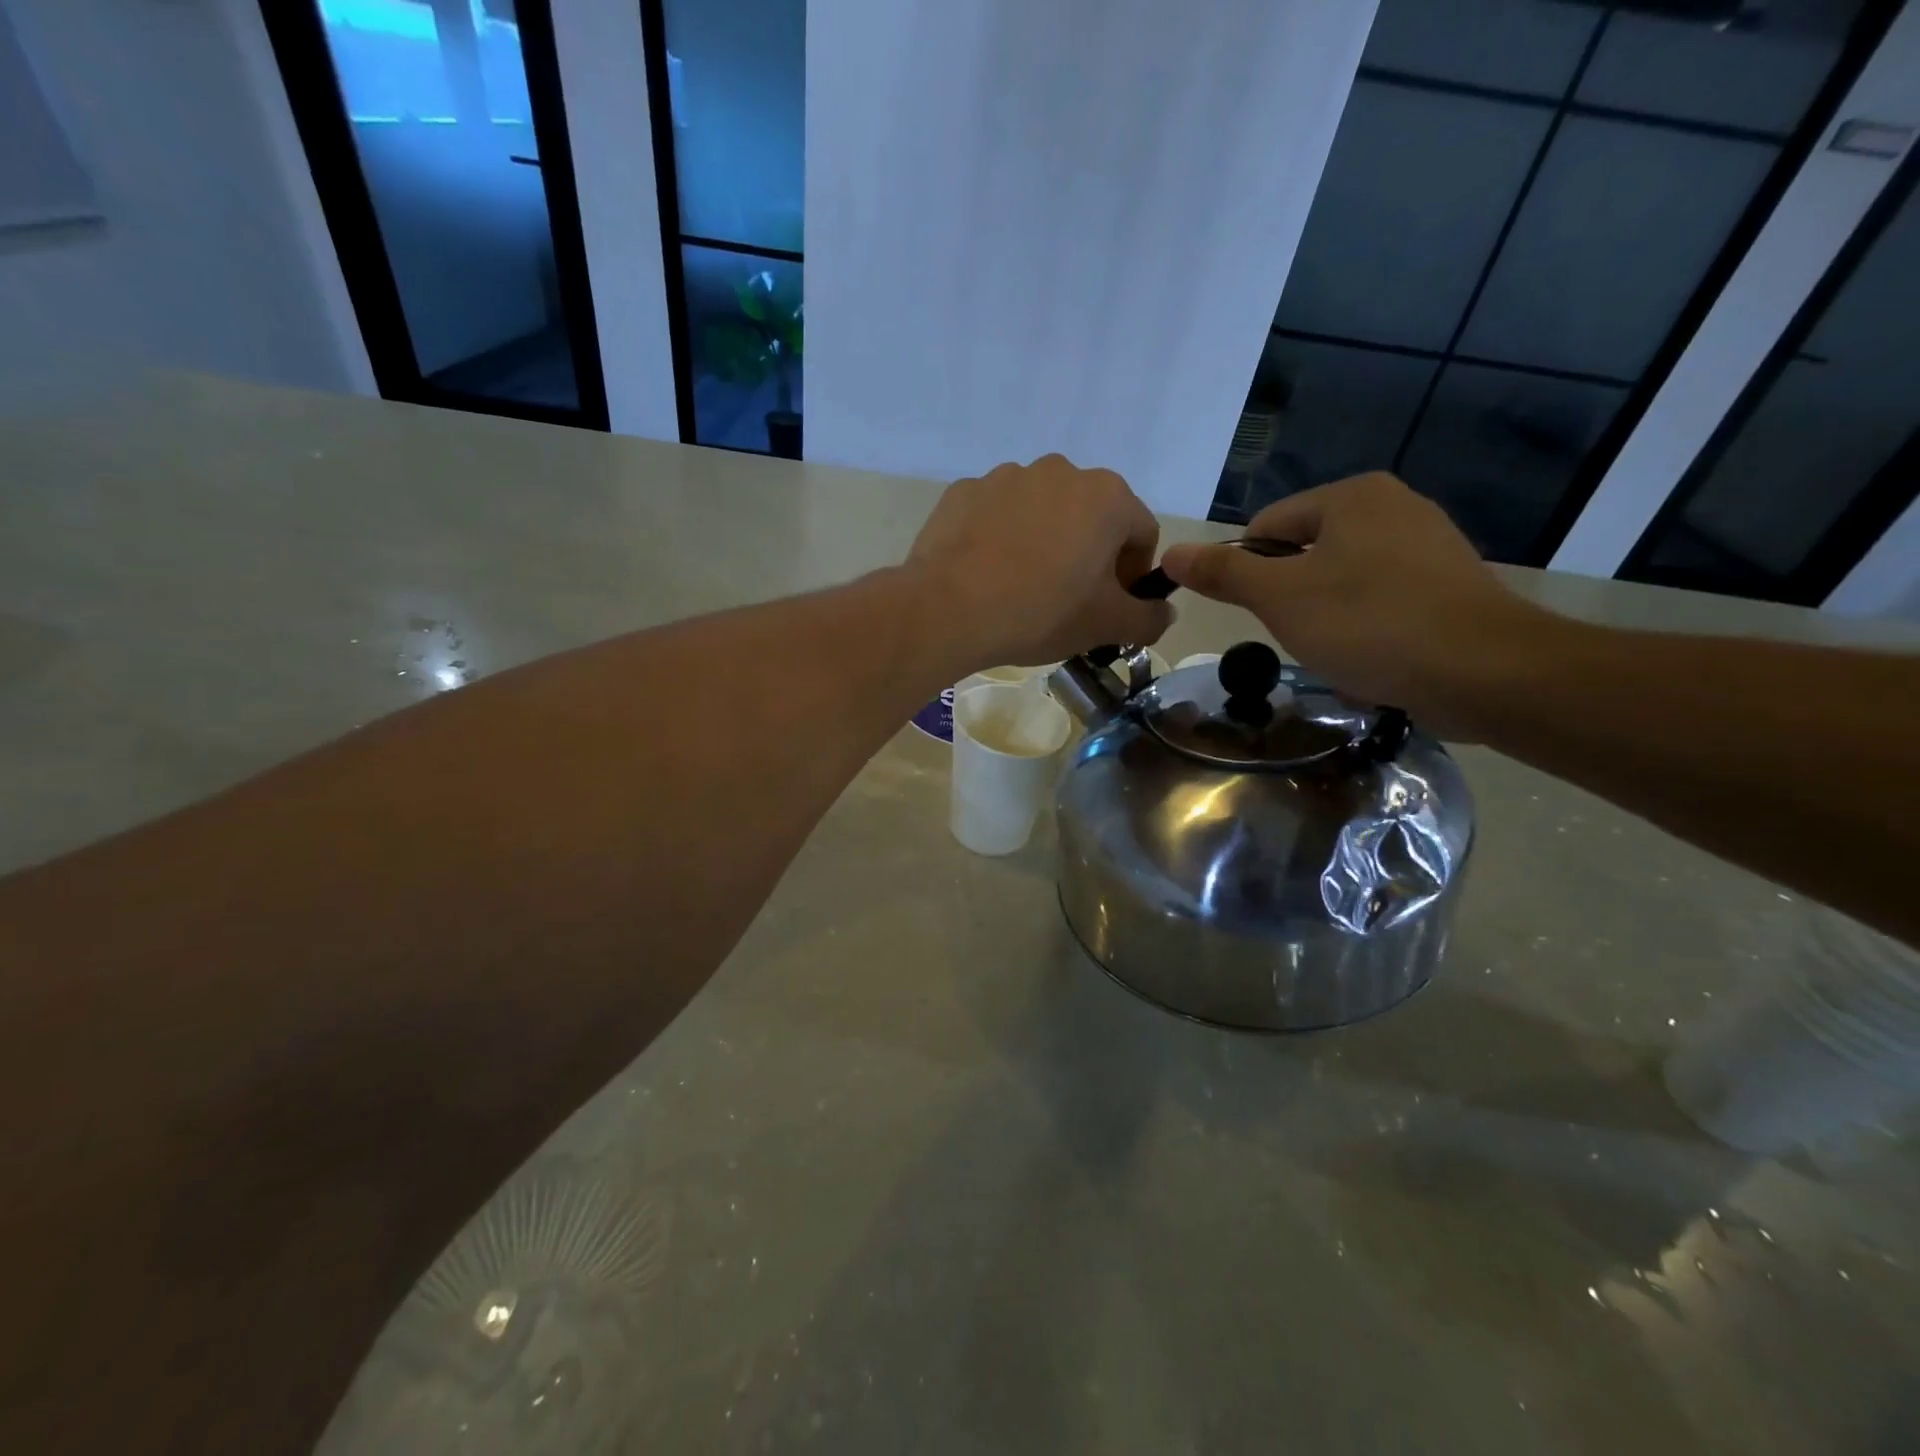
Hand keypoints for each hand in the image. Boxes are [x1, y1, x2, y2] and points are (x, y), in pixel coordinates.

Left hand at [907, 455, 1172, 670]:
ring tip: (1022, 587)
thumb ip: (1149, 619)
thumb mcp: (1106, 626)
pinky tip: (987, 574)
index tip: (1111, 607)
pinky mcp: (963, 491)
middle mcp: (1060, 470)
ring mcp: (1006, 476)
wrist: (948, 609)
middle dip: (1088, 555)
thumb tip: (1163, 613)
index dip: (1133, 575)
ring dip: (1044, 543)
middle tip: (1068, 600)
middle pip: (1091, 517)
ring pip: (1042, 513)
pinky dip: (1000, 539)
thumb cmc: (1041, 612)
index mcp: (1107, 496)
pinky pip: (997, 515)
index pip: (1141, 534)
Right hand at [1159, 473, 1542, 726]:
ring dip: (1326, 616)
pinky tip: (1372, 656)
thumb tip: (1170, 554)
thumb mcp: (1280, 598)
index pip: (1267, 528)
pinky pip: (1382, 600)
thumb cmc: (1369, 624)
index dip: (1247, 573)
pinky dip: (1366, 626)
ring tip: (1337, 649)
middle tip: (1299, 635)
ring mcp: (1428, 543)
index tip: (1259, 615)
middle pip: (1305, 552)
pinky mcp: (1450, 583)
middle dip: (1291, 598)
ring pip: (1342, 580)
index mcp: (1352, 497)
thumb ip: (1223, 574)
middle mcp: (1393, 506)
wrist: (1483, 671)